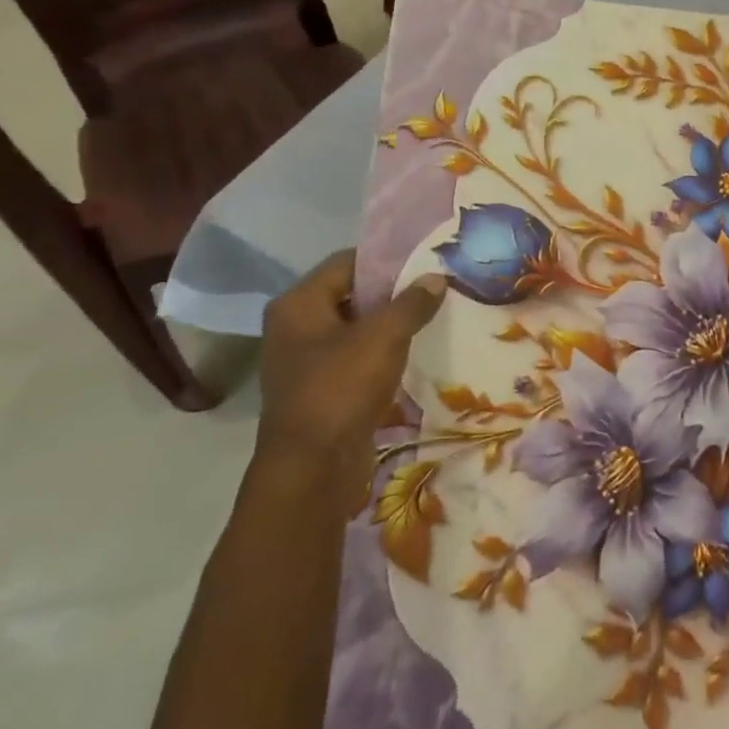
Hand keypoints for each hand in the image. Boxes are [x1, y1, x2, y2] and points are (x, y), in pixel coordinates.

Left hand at [256, 252, 446, 514]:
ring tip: (429, 318)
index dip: (386, 259)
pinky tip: (411, 353)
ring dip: (388, 324)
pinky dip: (379, 352)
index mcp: (298, 304)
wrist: (312, 469)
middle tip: (433, 288)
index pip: (346, 262)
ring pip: (354, 327)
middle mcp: (294, 326)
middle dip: (391, 292)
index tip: (424, 262)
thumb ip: (412, 303)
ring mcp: (303, 360)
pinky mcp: (317, 388)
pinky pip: (353, 356)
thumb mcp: (385, 337)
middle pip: (350, 294)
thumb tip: (435, 278)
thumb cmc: (341, 389)